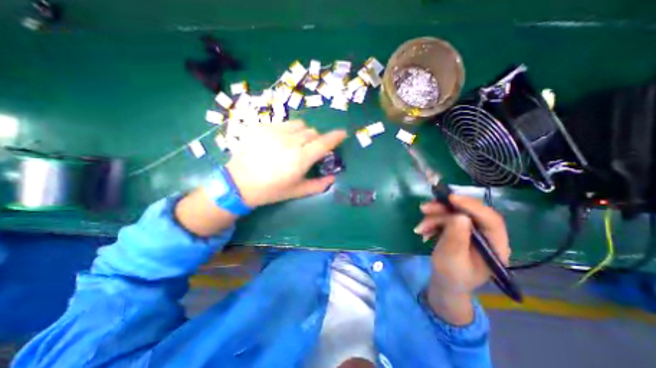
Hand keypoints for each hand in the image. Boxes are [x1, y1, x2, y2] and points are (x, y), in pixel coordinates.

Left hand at [225, 121, 347, 206]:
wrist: (239, 183)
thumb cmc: (271, 190)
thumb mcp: (297, 191)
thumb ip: (318, 185)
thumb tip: (333, 178)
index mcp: (300, 159)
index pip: (324, 143)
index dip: (335, 137)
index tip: (343, 133)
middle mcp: (290, 142)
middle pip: (312, 132)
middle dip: (315, 140)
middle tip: (308, 150)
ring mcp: (274, 132)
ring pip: (299, 125)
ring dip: (302, 133)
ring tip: (294, 144)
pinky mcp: (261, 127)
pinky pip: (282, 124)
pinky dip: (286, 131)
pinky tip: (277, 142)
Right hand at [414, 196, 505, 324]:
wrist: (444, 282)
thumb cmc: (451, 275)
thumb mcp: (451, 258)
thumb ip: (456, 237)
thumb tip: (459, 216)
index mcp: (495, 245)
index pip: (490, 219)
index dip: (471, 206)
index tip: (450, 198)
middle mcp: (486, 234)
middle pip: (468, 212)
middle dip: (443, 209)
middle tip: (423, 209)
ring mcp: (471, 230)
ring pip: (453, 213)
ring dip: (433, 217)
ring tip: (420, 228)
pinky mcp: (458, 229)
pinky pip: (445, 218)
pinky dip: (432, 221)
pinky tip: (423, 230)